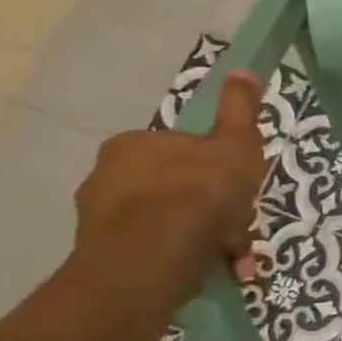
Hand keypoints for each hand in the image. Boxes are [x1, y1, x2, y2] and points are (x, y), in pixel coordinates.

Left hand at [70, 71, 268, 309]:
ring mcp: (100, 222)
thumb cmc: (199, 189)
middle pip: (173, 189)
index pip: (180, 151)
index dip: (214, 169)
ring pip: (167, 225)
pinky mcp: (104, 260)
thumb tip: (242, 70)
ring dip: (202, 238)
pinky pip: (156, 254)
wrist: (156, 254)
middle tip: (239, 227)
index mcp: (133, 145)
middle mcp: (105, 178)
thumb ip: (239, 109)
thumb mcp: (235, 142)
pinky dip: (184, 260)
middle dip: (209, 209)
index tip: (237, 189)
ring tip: (233, 256)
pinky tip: (211, 269)